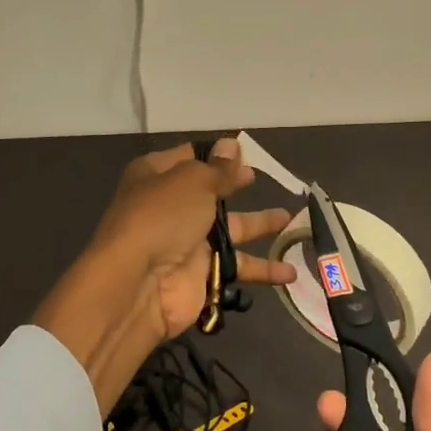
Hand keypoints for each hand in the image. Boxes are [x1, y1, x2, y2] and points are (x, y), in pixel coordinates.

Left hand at [34, 138, 295, 414]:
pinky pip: (238, 267)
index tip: (245, 151)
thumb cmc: (162, 217)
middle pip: (211, 192)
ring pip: (231, 231)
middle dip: (235, 185)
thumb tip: (231, 145)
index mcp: (157, 175)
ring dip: (260, 226)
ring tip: (293, 220)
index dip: (216, 154)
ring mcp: (187, 242)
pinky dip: (264, 270)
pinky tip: (291, 272)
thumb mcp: (193, 181)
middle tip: (261, 178)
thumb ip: (218, 168)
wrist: (137, 285)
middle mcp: (171, 206)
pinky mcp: (202, 275)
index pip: (190, 156)